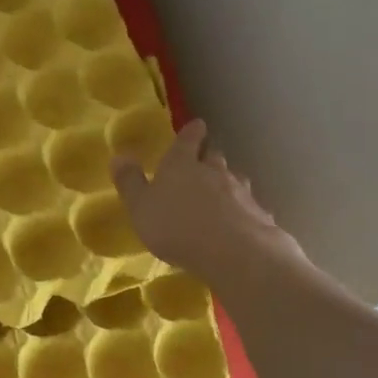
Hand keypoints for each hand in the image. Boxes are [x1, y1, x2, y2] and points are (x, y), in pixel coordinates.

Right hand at [110, 120, 307, 285]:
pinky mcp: (258, 213)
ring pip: (234, 178)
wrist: (234, 253)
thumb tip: (118, 155)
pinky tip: (240, 219)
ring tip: (221, 191)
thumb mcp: (140, 207)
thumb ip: (130, 182)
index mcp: (181, 165)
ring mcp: (240, 191)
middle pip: (213, 156)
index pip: (187, 139)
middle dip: (208, 156)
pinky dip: (243, 208)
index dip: (191, 132)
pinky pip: (249, 205)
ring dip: (227, 181)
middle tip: (203, 160)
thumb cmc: (176, 227)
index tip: (197, 125)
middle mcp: (213, 171)